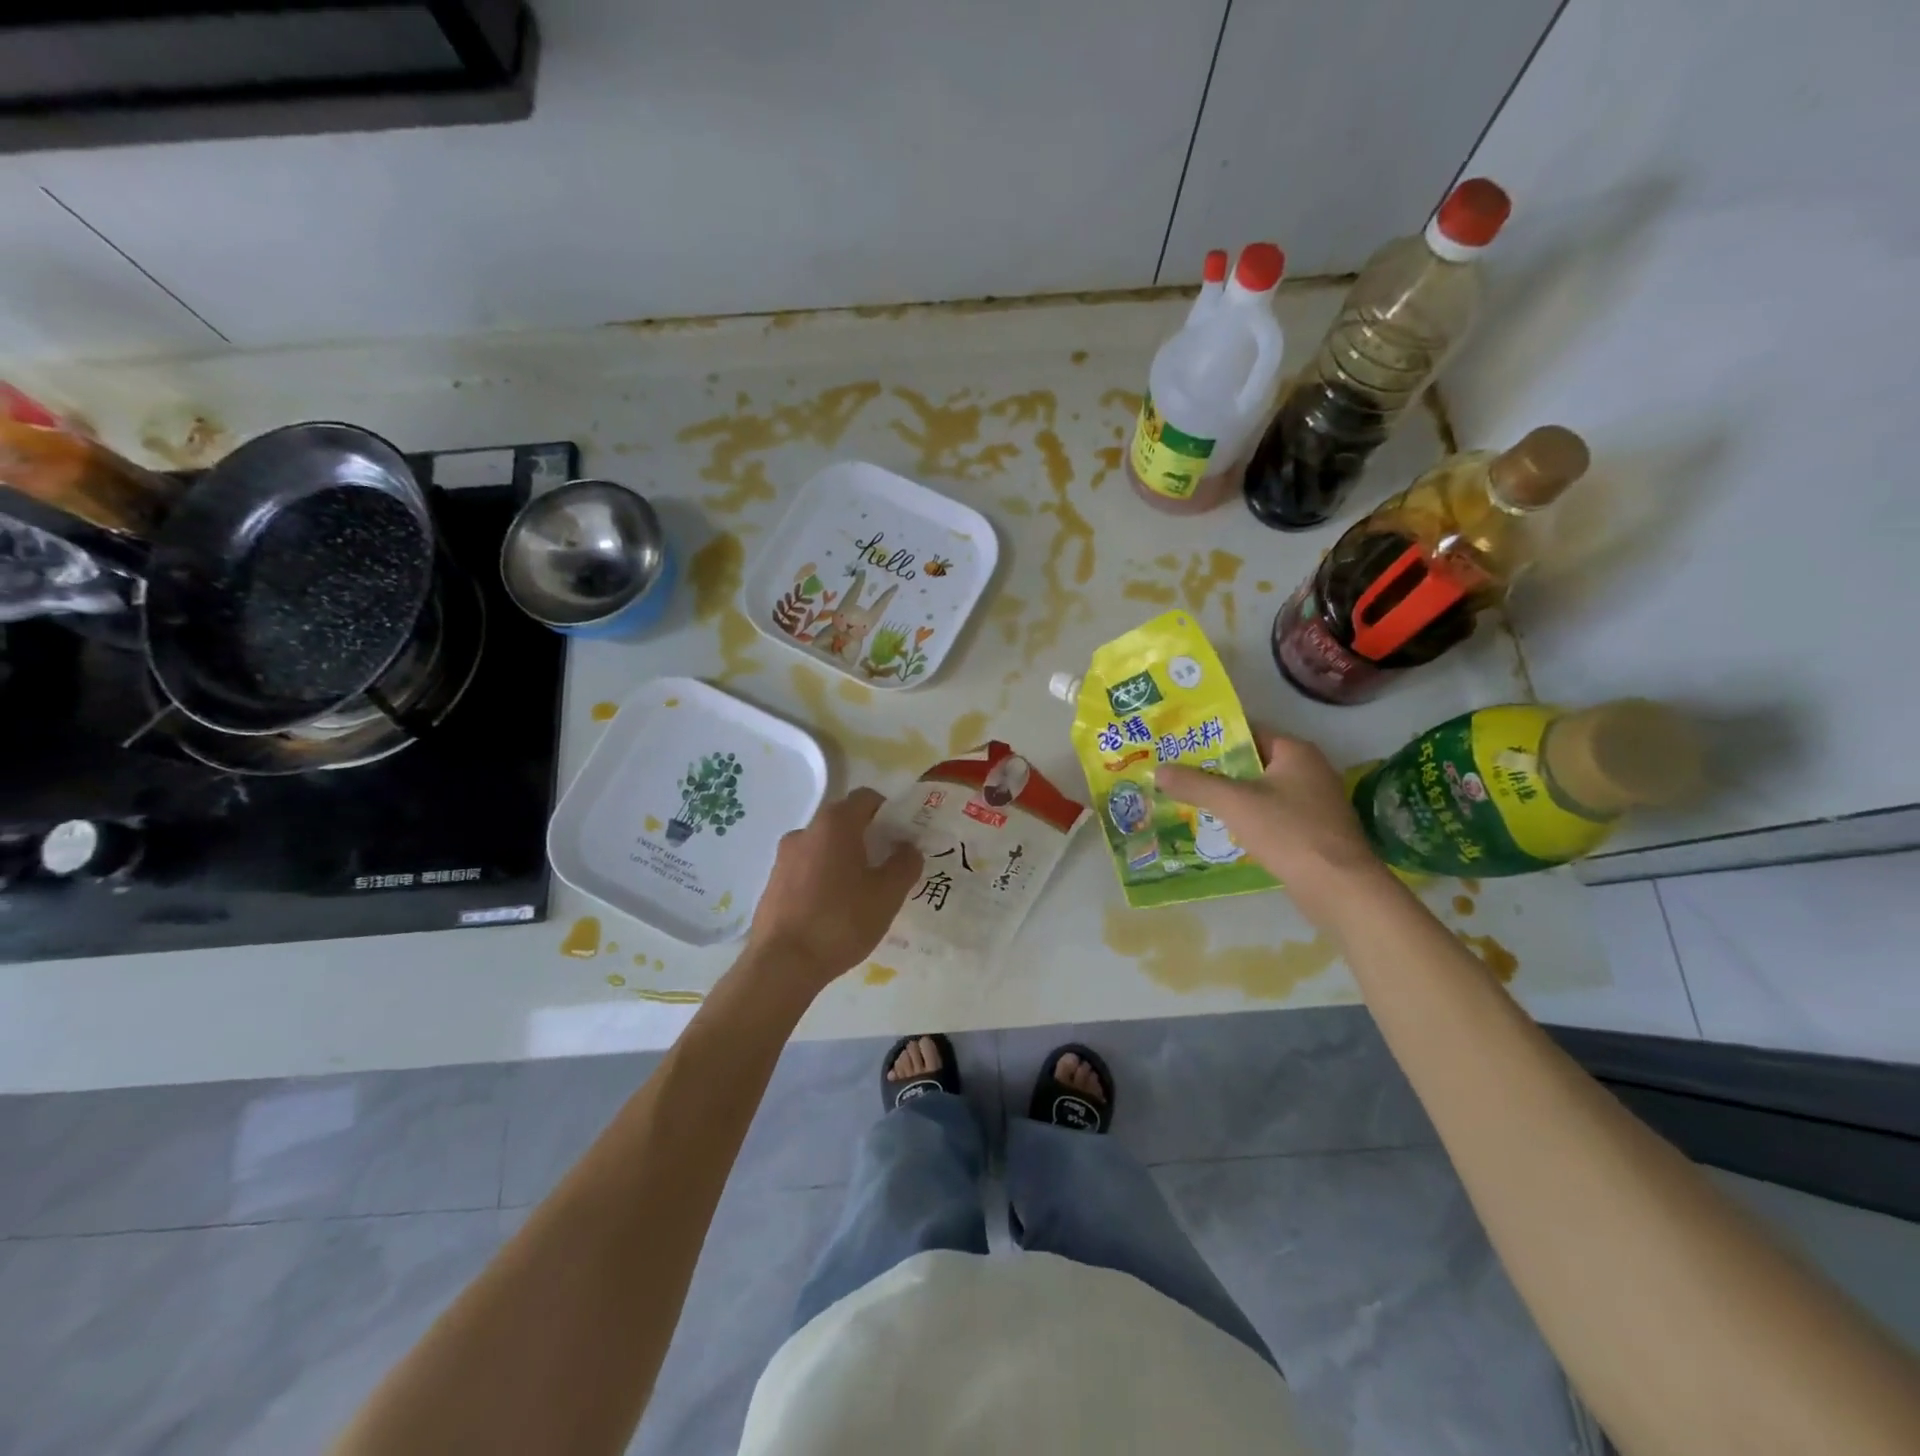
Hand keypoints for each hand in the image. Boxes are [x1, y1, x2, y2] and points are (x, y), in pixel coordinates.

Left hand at [742, 788, 921, 994]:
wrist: (782, 964)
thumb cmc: (841, 921)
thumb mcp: (887, 894)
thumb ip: (905, 864)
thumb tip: (908, 847)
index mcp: (835, 824)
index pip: (866, 798)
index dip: (889, 812)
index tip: (902, 836)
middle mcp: (806, 830)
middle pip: (844, 821)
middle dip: (868, 837)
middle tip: (888, 866)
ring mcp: (784, 857)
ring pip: (824, 847)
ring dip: (844, 859)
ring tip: (862, 892)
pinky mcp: (773, 883)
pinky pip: (806, 869)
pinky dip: (824, 877)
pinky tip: (834, 909)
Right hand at [1156, 732, 1390, 931]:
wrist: (1339, 887)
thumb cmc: (1287, 832)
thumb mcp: (1234, 803)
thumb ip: (1194, 784)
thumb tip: (1157, 771)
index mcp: (1295, 751)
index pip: (1247, 732)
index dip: (1213, 738)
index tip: (1180, 746)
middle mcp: (1310, 769)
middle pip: (1253, 762)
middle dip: (1217, 769)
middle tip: (1179, 775)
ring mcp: (1315, 802)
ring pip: (1262, 790)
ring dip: (1231, 796)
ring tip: (1192, 800)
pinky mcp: (1314, 830)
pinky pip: (1273, 814)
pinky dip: (1249, 817)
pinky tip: (1224, 828)